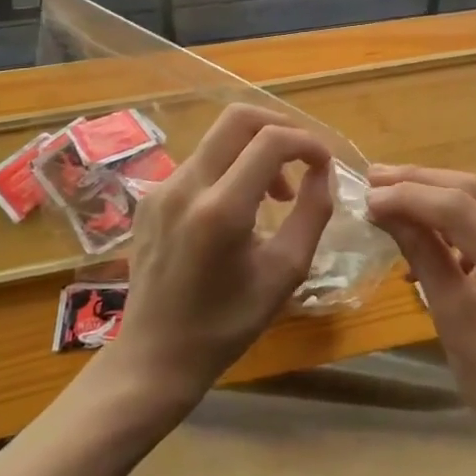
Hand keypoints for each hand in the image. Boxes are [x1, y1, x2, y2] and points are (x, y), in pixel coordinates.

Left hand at [106, 104, 334, 409]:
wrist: (155, 358)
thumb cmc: (226, 324)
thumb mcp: (285, 273)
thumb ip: (312, 213)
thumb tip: (322, 170)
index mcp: (220, 211)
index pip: (271, 141)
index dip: (307, 142)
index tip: (324, 164)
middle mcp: (186, 186)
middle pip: (238, 117)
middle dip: (280, 126)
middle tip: (302, 157)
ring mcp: (162, 188)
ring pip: (219, 137)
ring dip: (256, 149)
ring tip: (276, 193)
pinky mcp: (151, 196)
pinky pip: (201, 161)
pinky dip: (231, 167)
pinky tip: (240, 205)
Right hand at [366, 166, 475, 475]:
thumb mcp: (455, 325)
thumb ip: (425, 259)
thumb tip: (386, 211)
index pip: (460, 208)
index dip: (410, 195)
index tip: (368, 195)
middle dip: (422, 181)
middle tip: (375, 178)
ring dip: (441, 194)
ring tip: (394, 197)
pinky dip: (465, 218)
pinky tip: (434, 234)